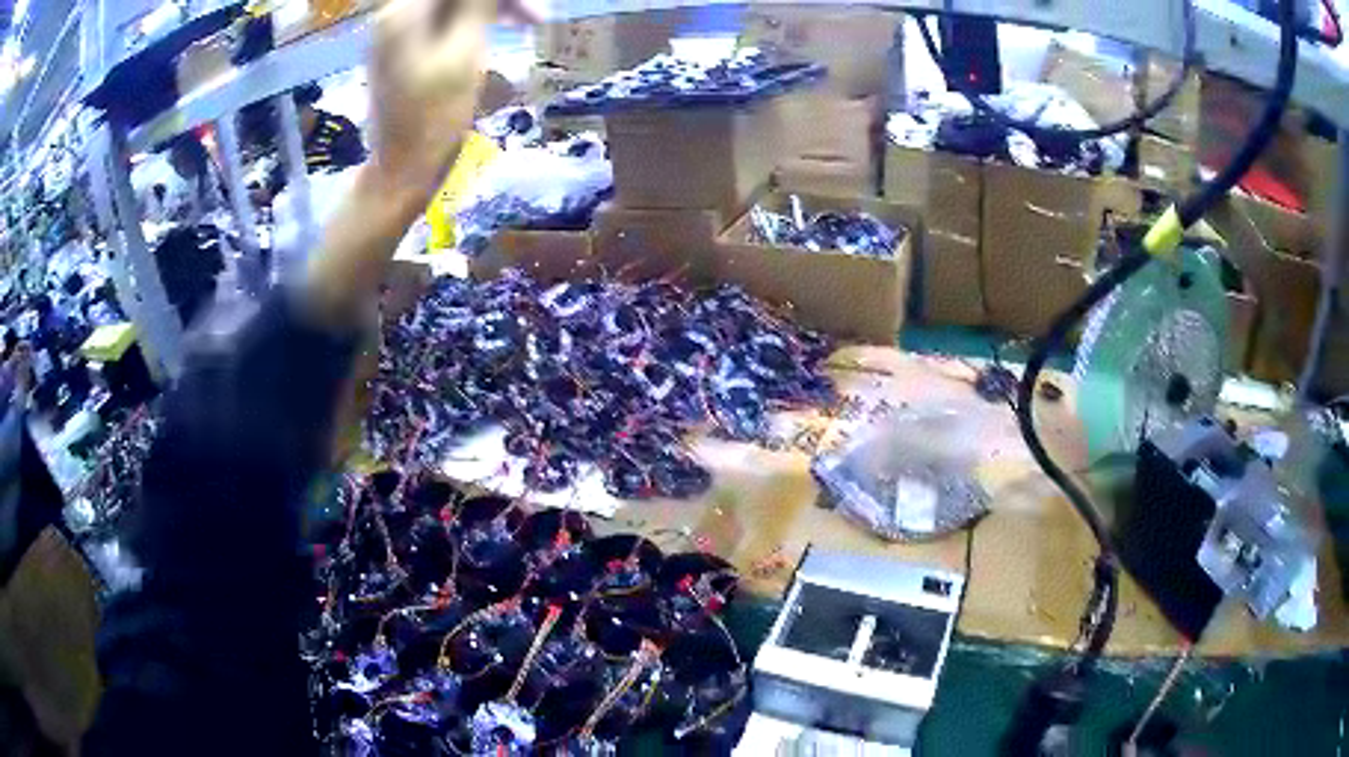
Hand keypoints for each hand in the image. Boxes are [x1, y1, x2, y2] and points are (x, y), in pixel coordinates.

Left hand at [303, 0, 531, 327]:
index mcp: (404, 12)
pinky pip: (443, 17)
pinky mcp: (404, 47)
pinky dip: (473, 18)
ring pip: (450, 4)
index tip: (529, 5)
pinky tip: (497, 27)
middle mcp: (395, 13)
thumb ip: (478, 4)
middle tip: (535, 14)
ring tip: (530, 20)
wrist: (402, 170)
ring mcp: (397, 31)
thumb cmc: (435, 118)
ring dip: (491, 6)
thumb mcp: (465, 53)